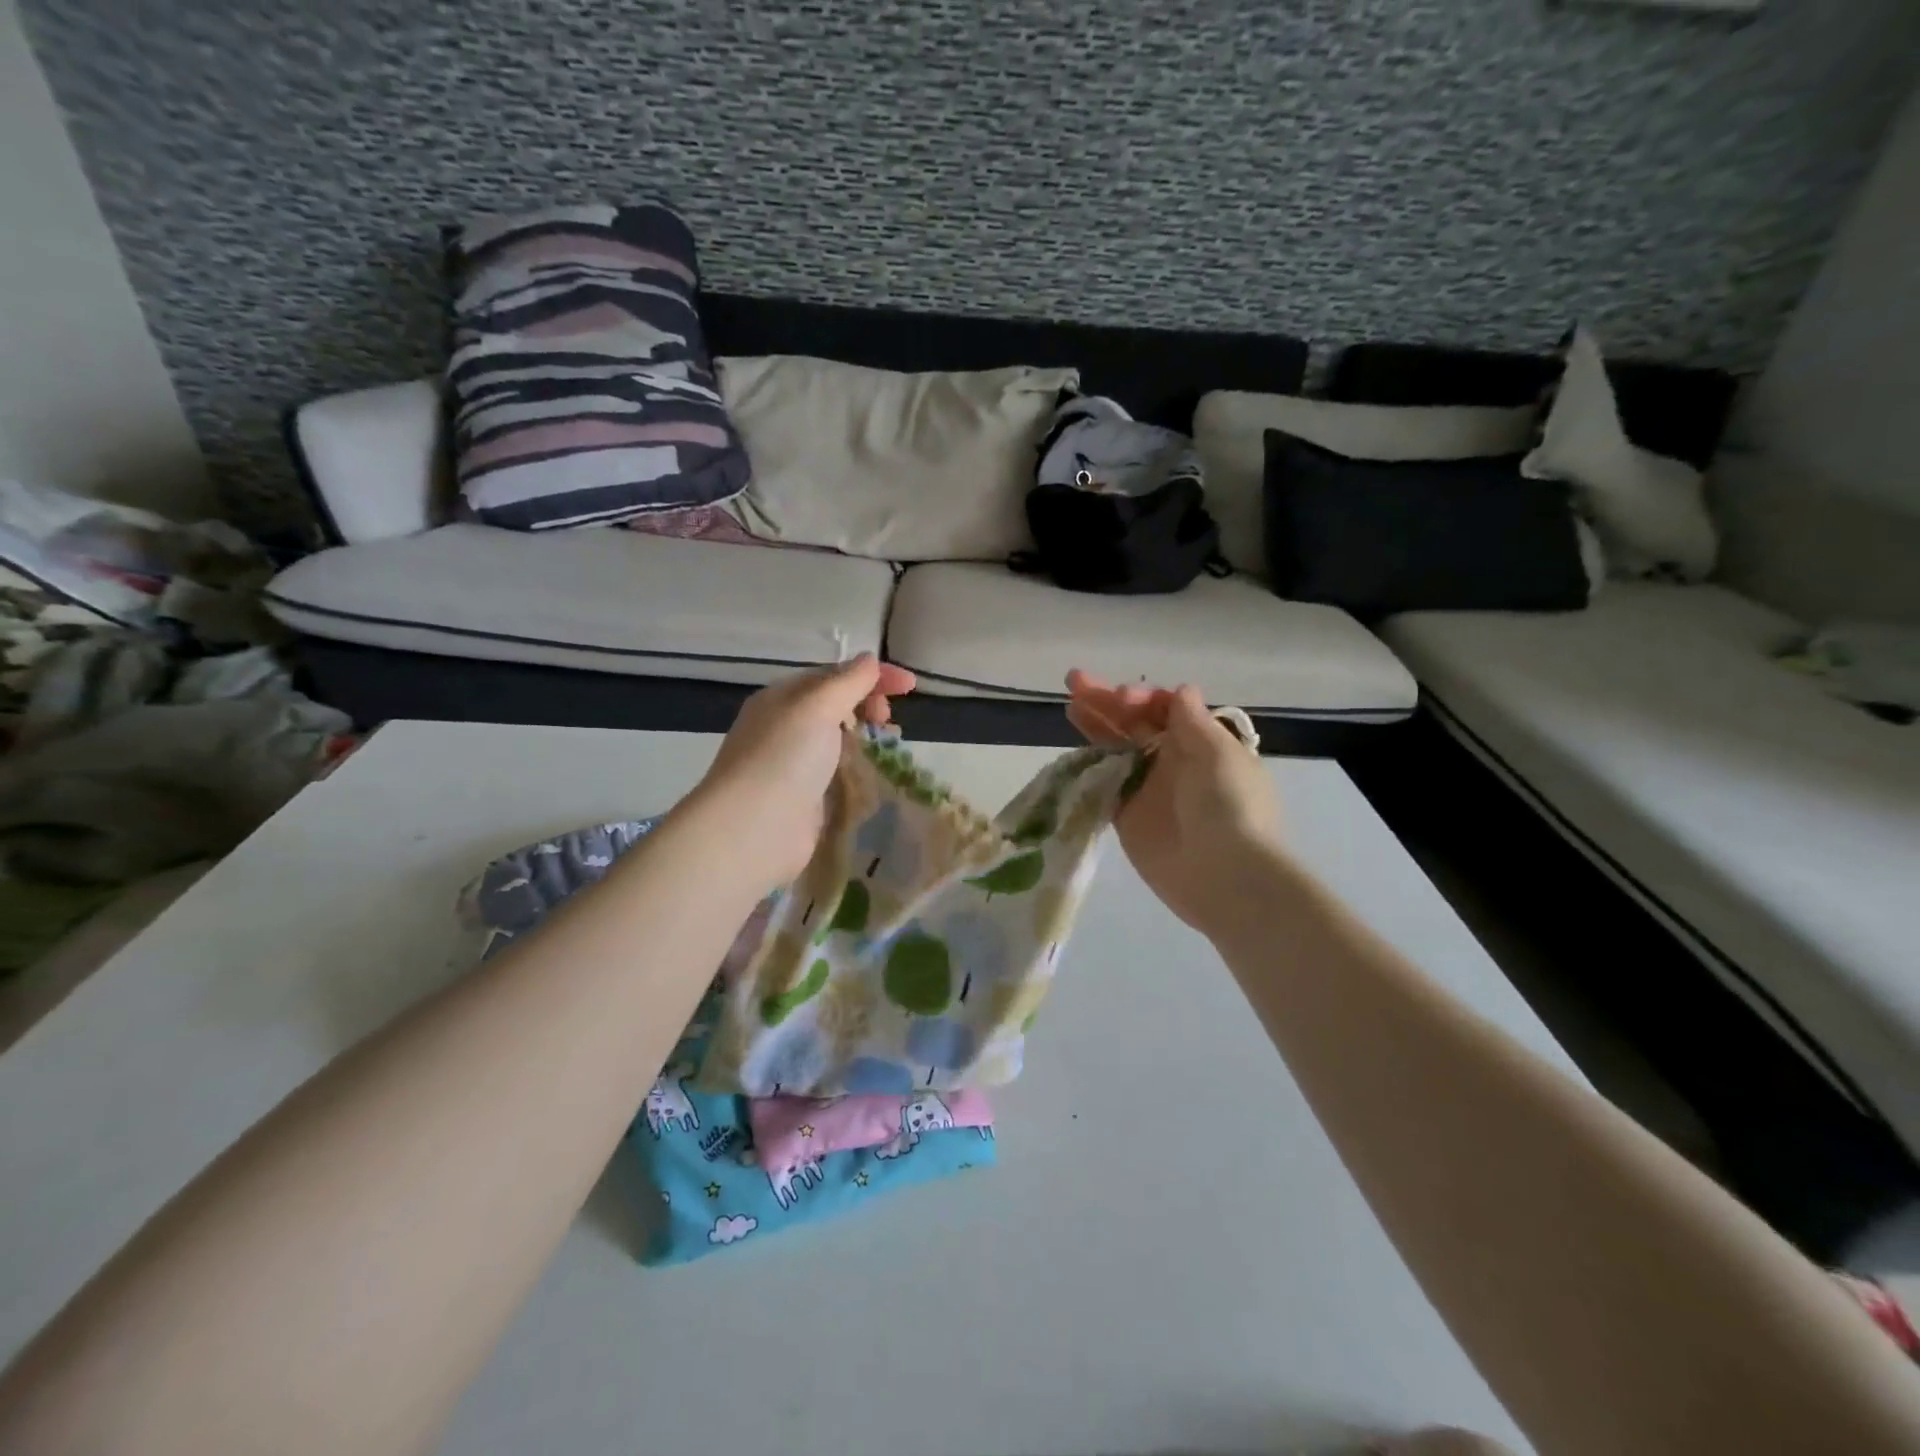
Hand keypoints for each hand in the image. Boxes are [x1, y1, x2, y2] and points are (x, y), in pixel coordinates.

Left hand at [692, 655, 915, 891]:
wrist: (753, 829)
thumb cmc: (784, 758)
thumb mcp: (817, 706)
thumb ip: (848, 682)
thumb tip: (870, 660)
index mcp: (783, 697)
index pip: (833, 675)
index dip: (872, 675)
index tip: (910, 686)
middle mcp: (786, 726)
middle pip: (837, 706)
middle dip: (868, 705)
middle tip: (887, 720)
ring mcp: (795, 764)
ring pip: (839, 740)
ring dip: (867, 737)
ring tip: (890, 745)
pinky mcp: (806, 798)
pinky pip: (839, 773)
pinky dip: (860, 768)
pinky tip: (876, 774)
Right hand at [1066, 670, 1279, 931]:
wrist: (1225, 875)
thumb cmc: (1229, 806)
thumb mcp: (1218, 754)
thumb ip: (1192, 722)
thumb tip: (1181, 690)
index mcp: (1201, 743)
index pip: (1164, 709)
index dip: (1141, 698)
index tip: (1122, 698)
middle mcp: (1173, 761)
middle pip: (1135, 723)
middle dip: (1107, 701)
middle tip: (1075, 680)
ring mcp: (1148, 788)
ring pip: (1116, 748)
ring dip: (1095, 725)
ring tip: (1070, 703)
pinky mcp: (1127, 816)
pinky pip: (1105, 783)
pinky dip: (1090, 765)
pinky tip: (1072, 746)